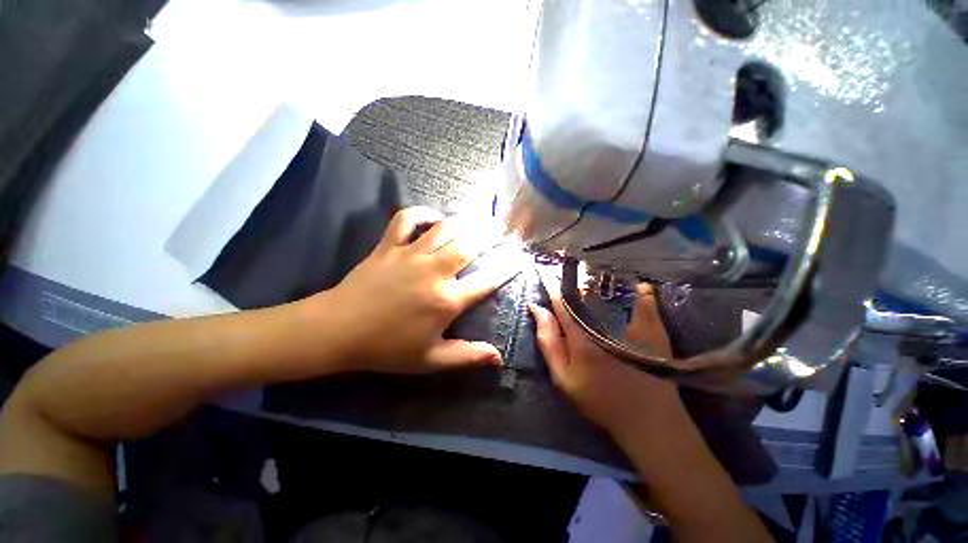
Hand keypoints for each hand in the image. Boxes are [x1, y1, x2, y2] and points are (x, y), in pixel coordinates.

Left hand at [311, 206, 516, 372]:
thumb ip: (467, 356)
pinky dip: (422, 213)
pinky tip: (434, 216)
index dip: (507, 268)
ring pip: (445, 228)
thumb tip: (499, 357)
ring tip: (478, 217)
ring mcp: (411, 255)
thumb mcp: (430, 359)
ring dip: (465, 221)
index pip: (487, 280)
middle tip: (502, 228)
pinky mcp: (389, 246)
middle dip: (490, 234)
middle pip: (469, 245)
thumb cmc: (387, 348)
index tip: (519, 258)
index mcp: (447, 300)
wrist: (339, 330)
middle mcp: (434, 272)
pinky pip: (407, 219)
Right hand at [530, 278, 682, 436]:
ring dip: (600, 279)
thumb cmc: (599, 399)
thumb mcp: (563, 377)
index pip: (562, 302)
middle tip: (567, 271)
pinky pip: (645, 300)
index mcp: (581, 335)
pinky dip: (639, 290)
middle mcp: (604, 323)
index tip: (545, 274)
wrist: (647, 419)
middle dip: (575, 279)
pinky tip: (634, 284)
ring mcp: (631, 323)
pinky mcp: (652, 327)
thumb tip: (537, 309)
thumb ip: (549, 342)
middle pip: (586, 292)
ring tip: (590, 271)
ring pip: (612, 291)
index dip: (552, 287)